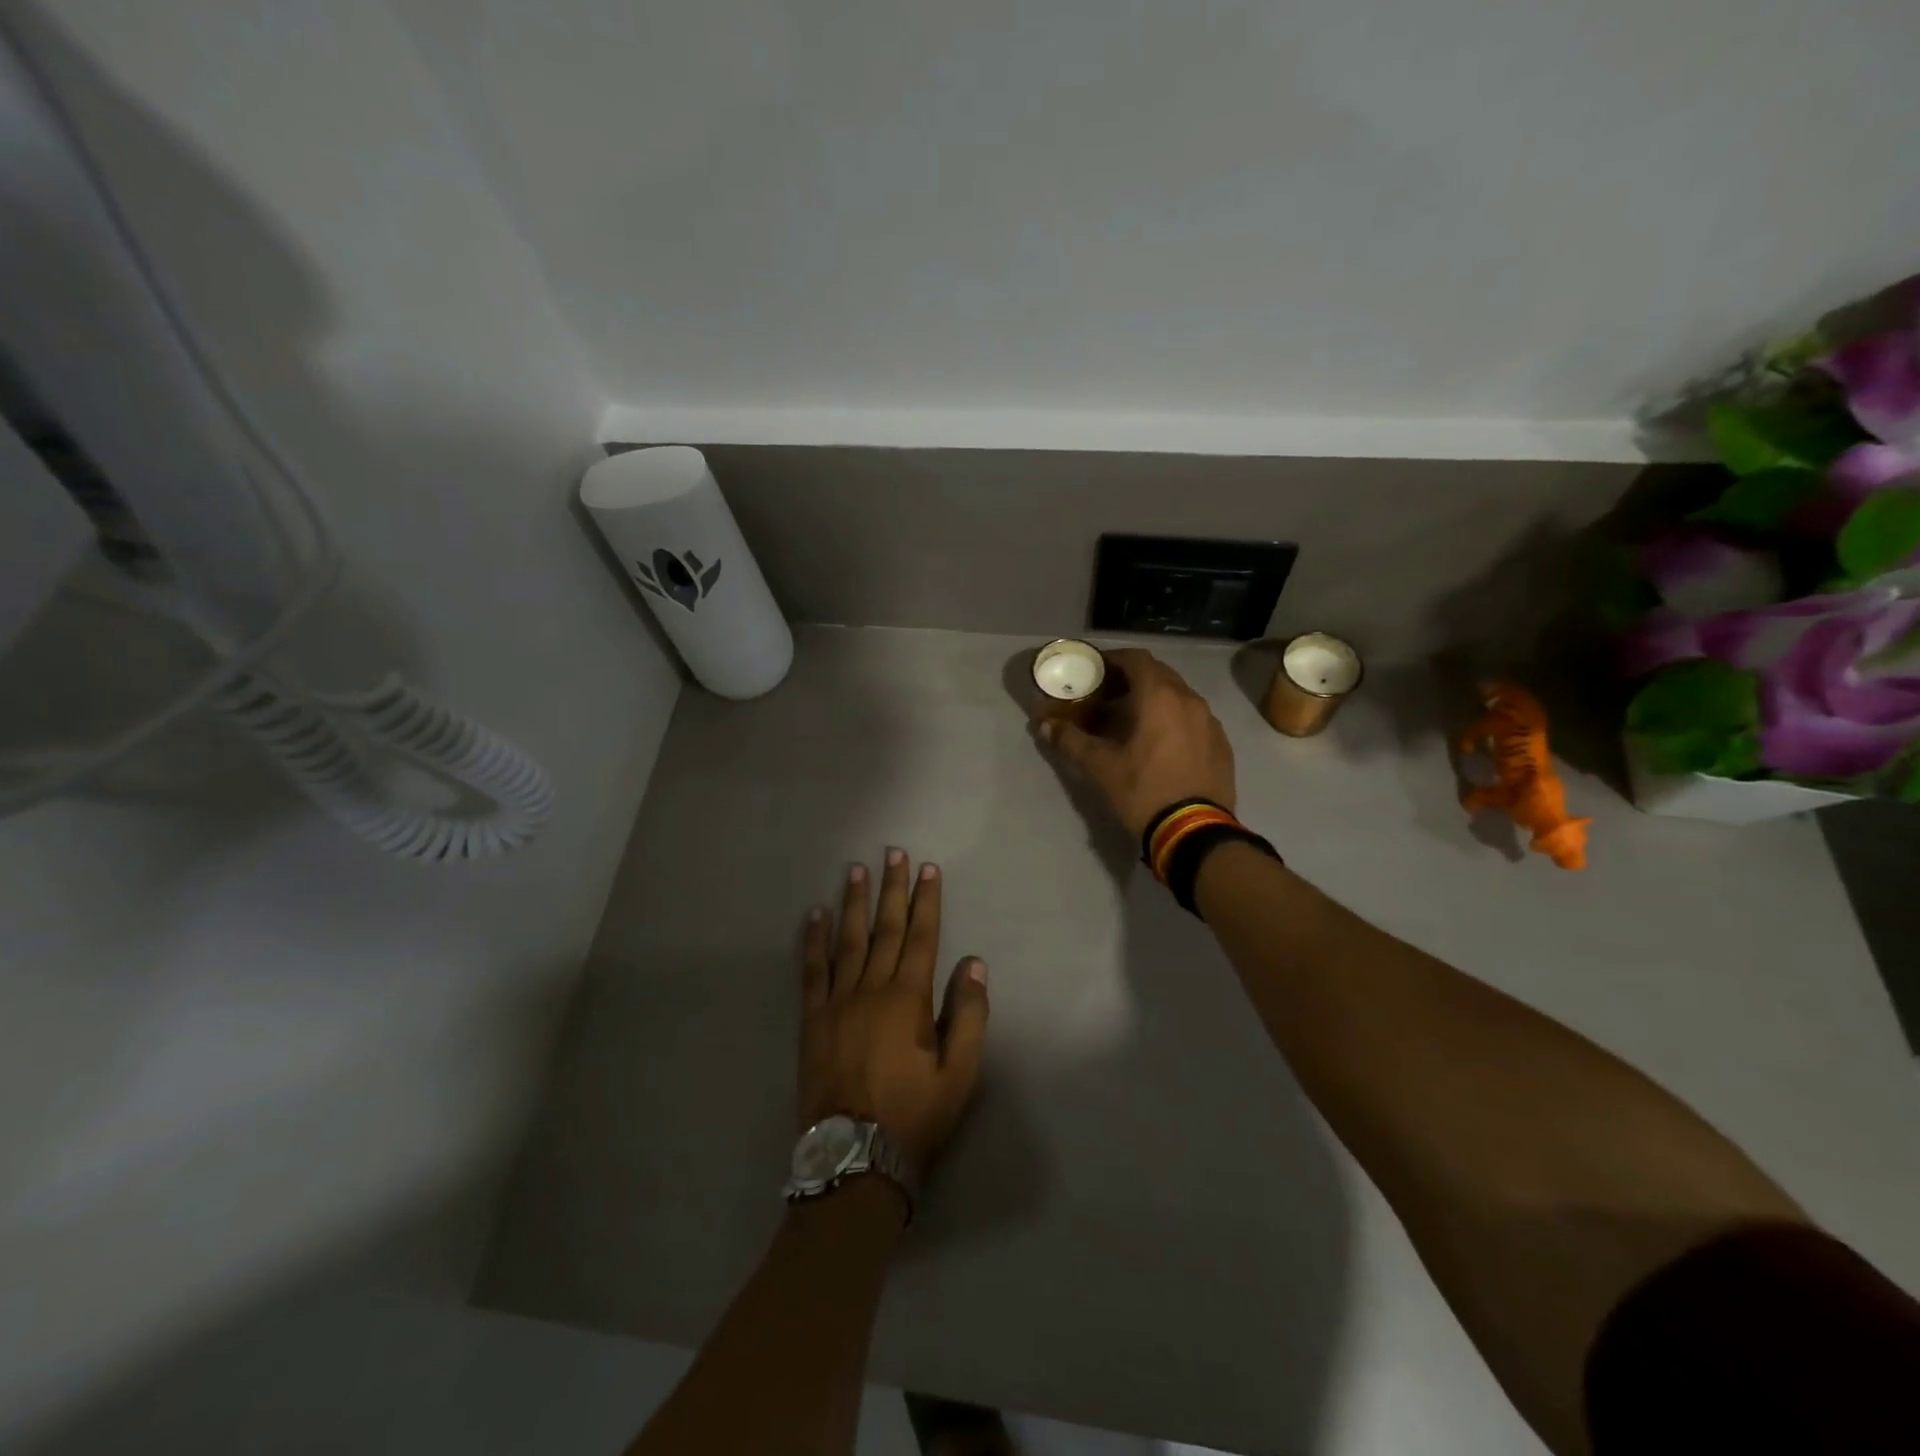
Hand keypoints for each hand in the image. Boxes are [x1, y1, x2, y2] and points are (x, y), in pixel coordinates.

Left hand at [800, 850, 989, 1175]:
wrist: (854, 1158)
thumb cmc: (914, 1117)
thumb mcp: (960, 1075)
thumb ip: (970, 1017)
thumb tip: (975, 965)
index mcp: (908, 999)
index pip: (922, 937)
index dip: (926, 901)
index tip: (928, 869)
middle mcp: (871, 989)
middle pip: (885, 929)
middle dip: (891, 889)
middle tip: (893, 852)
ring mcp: (837, 1002)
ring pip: (848, 941)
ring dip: (853, 902)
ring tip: (856, 869)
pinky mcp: (812, 1020)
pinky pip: (812, 971)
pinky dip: (814, 941)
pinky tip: (815, 916)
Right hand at [1036, 648, 1236, 839]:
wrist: (1194, 832)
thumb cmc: (1143, 791)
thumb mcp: (1100, 767)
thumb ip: (1071, 741)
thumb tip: (1043, 726)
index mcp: (1160, 697)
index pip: (1136, 659)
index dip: (1114, 659)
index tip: (1096, 670)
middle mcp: (1190, 700)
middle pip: (1159, 674)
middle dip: (1132, 679)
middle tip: (1109, 696)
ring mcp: (1210, 722)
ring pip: (1179, 697)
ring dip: (1155, 700)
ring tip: (1133, 721)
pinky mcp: (1221, 744)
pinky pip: (1194, 719)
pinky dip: (1174, 720)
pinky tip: (1160, 744)